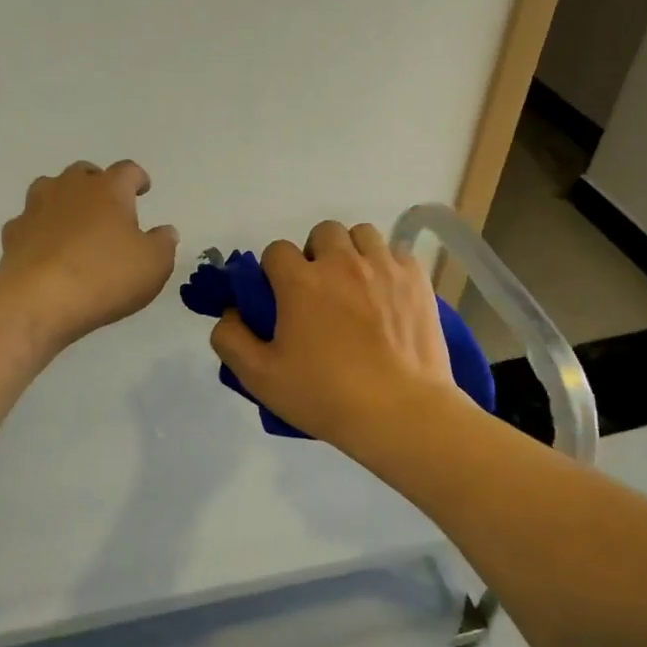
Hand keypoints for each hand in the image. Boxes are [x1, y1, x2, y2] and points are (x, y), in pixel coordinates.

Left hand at [0, 160, 178, 348]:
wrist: (39, 299)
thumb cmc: (105, 276)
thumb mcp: (154, 264)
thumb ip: (163, 243)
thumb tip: (165, 231)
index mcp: (109, 189)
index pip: (127, 170)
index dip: (137, 178)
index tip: (142, 188)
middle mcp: (70, 188)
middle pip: (84, 172)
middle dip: (97, 183)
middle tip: (107, 204)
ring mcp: (36, 208)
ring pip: (50, 188)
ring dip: (63, 199)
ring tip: (73, 220)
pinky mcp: (13, 233)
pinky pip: (28, 222)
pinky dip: (38, 229)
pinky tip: (45, 246)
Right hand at [209, 220, 455, 451]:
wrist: (401, 414)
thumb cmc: (325, 395)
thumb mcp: (260, 377)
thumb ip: (231, 339)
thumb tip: (230, 313)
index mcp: (300, 281)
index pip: (276, 251)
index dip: (274, 273)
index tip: (281, 300)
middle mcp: (341, 262)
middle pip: (322, 233)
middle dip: (315, 255)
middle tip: (319, 292)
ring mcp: (384, 267)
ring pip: (362, 235)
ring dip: (352, 253)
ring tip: (355, 287)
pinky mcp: (416, 280)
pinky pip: (396, 253)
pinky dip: (387, 266)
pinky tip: (386, 295)